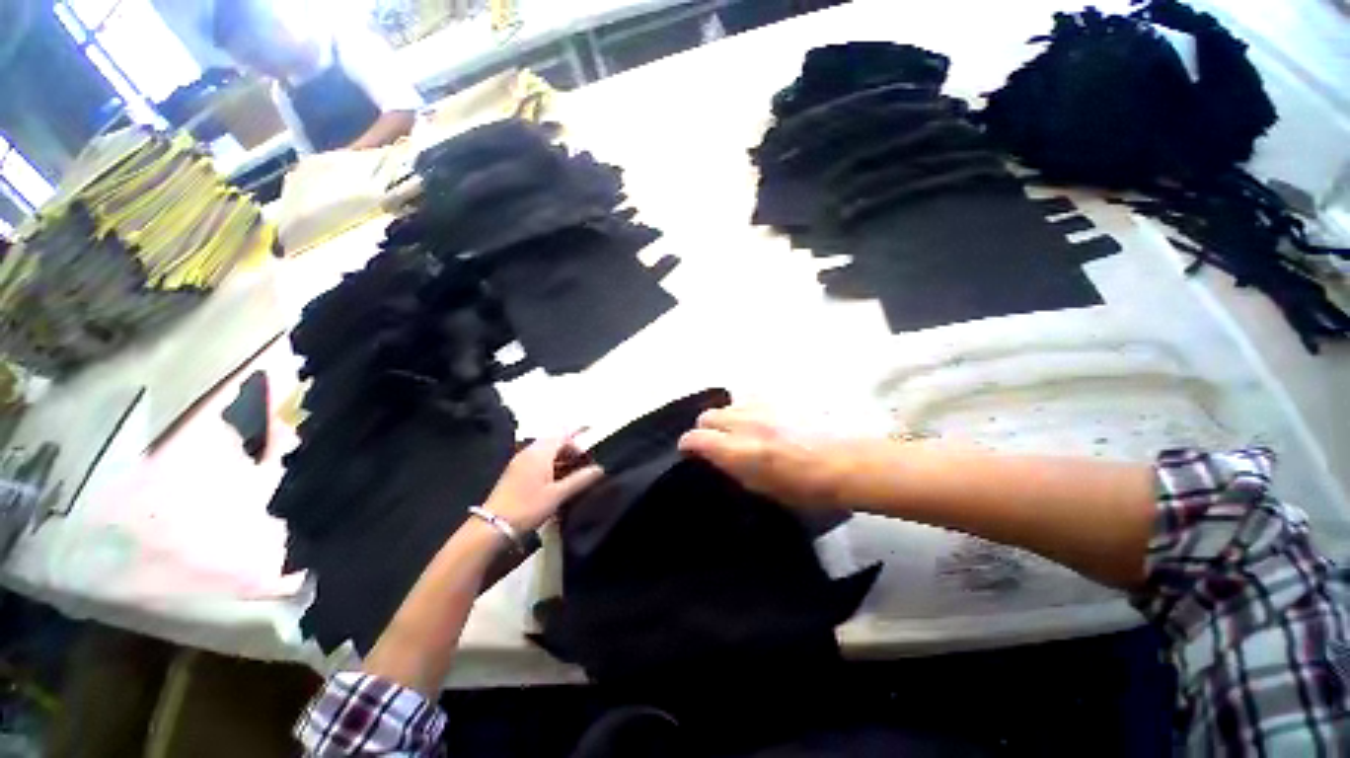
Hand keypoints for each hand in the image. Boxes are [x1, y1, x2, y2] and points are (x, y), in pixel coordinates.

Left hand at [483, 434, 602, 532]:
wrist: (493, 527)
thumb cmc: (528, 507)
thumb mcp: (558, 494)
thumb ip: (580, 479)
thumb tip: (600, 469)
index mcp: (540, 452)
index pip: (563, 434)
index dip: (579, 440)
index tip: (591, 452)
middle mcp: (529, 452)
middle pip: (555, 441)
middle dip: (572, 449)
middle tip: (587, 464)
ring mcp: (520, 462)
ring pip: (547, 452)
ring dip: (562, 459)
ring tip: (577, 474)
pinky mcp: (516, 473)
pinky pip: (538, 461)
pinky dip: (552, 466)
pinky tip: (559, 481)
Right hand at [678, 406, 858, 508]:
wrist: (847, 461)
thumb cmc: (806, 487)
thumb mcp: (762, 488)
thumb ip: (733, 468)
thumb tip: (717, 458)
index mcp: (738, 450)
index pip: (695, 438)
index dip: (687, 445)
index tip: (690, 452)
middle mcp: (743, 422)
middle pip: (707, 416)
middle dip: (705, 429)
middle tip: (717, 443)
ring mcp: (760, 405)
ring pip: (728, 404)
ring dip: (727, 417)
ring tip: (741, 430)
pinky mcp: (777, 396)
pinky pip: (751, 397)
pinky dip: (748, 408)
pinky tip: (762, 419)